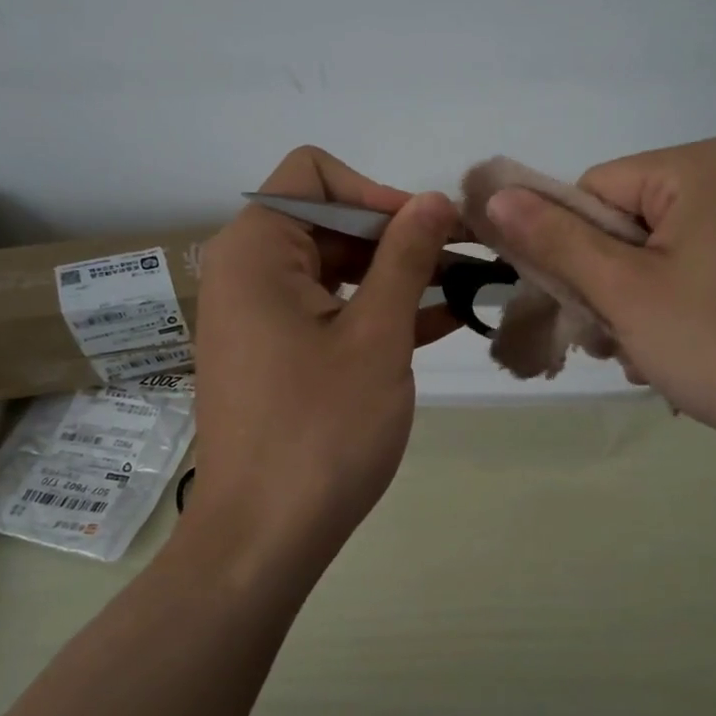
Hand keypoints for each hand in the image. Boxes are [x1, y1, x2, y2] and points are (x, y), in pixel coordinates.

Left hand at [191, 147, 460, 571]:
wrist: (262, 540)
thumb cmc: (321, 431)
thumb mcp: (377, 336)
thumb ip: (406, 258)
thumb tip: (434, 199)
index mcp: (257, 250)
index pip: (315, 175)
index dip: (378, 193)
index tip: (429, 232)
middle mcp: (248, 271)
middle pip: (329, 220)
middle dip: (398, 236)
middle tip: (466, 260)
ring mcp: (259, 316)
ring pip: (336, 268)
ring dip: (398, 275)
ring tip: (467, 290)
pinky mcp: (275, 354)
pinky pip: (329, 311)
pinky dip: (376, 310)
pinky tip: (442, 322)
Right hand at [482, 137, 715, 457]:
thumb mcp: (623, 290)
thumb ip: (555, 238)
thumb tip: (496, 194)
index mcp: (702, 164)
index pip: (595, 190)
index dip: (576, 249)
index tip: (588, 305)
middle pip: (627, 219)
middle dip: (608, 281)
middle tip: (614, 338)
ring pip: (657, 248)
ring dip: (635, 299)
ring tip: (646, 351)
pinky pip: (695, 264)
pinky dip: (674, 301)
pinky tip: (680, 346)